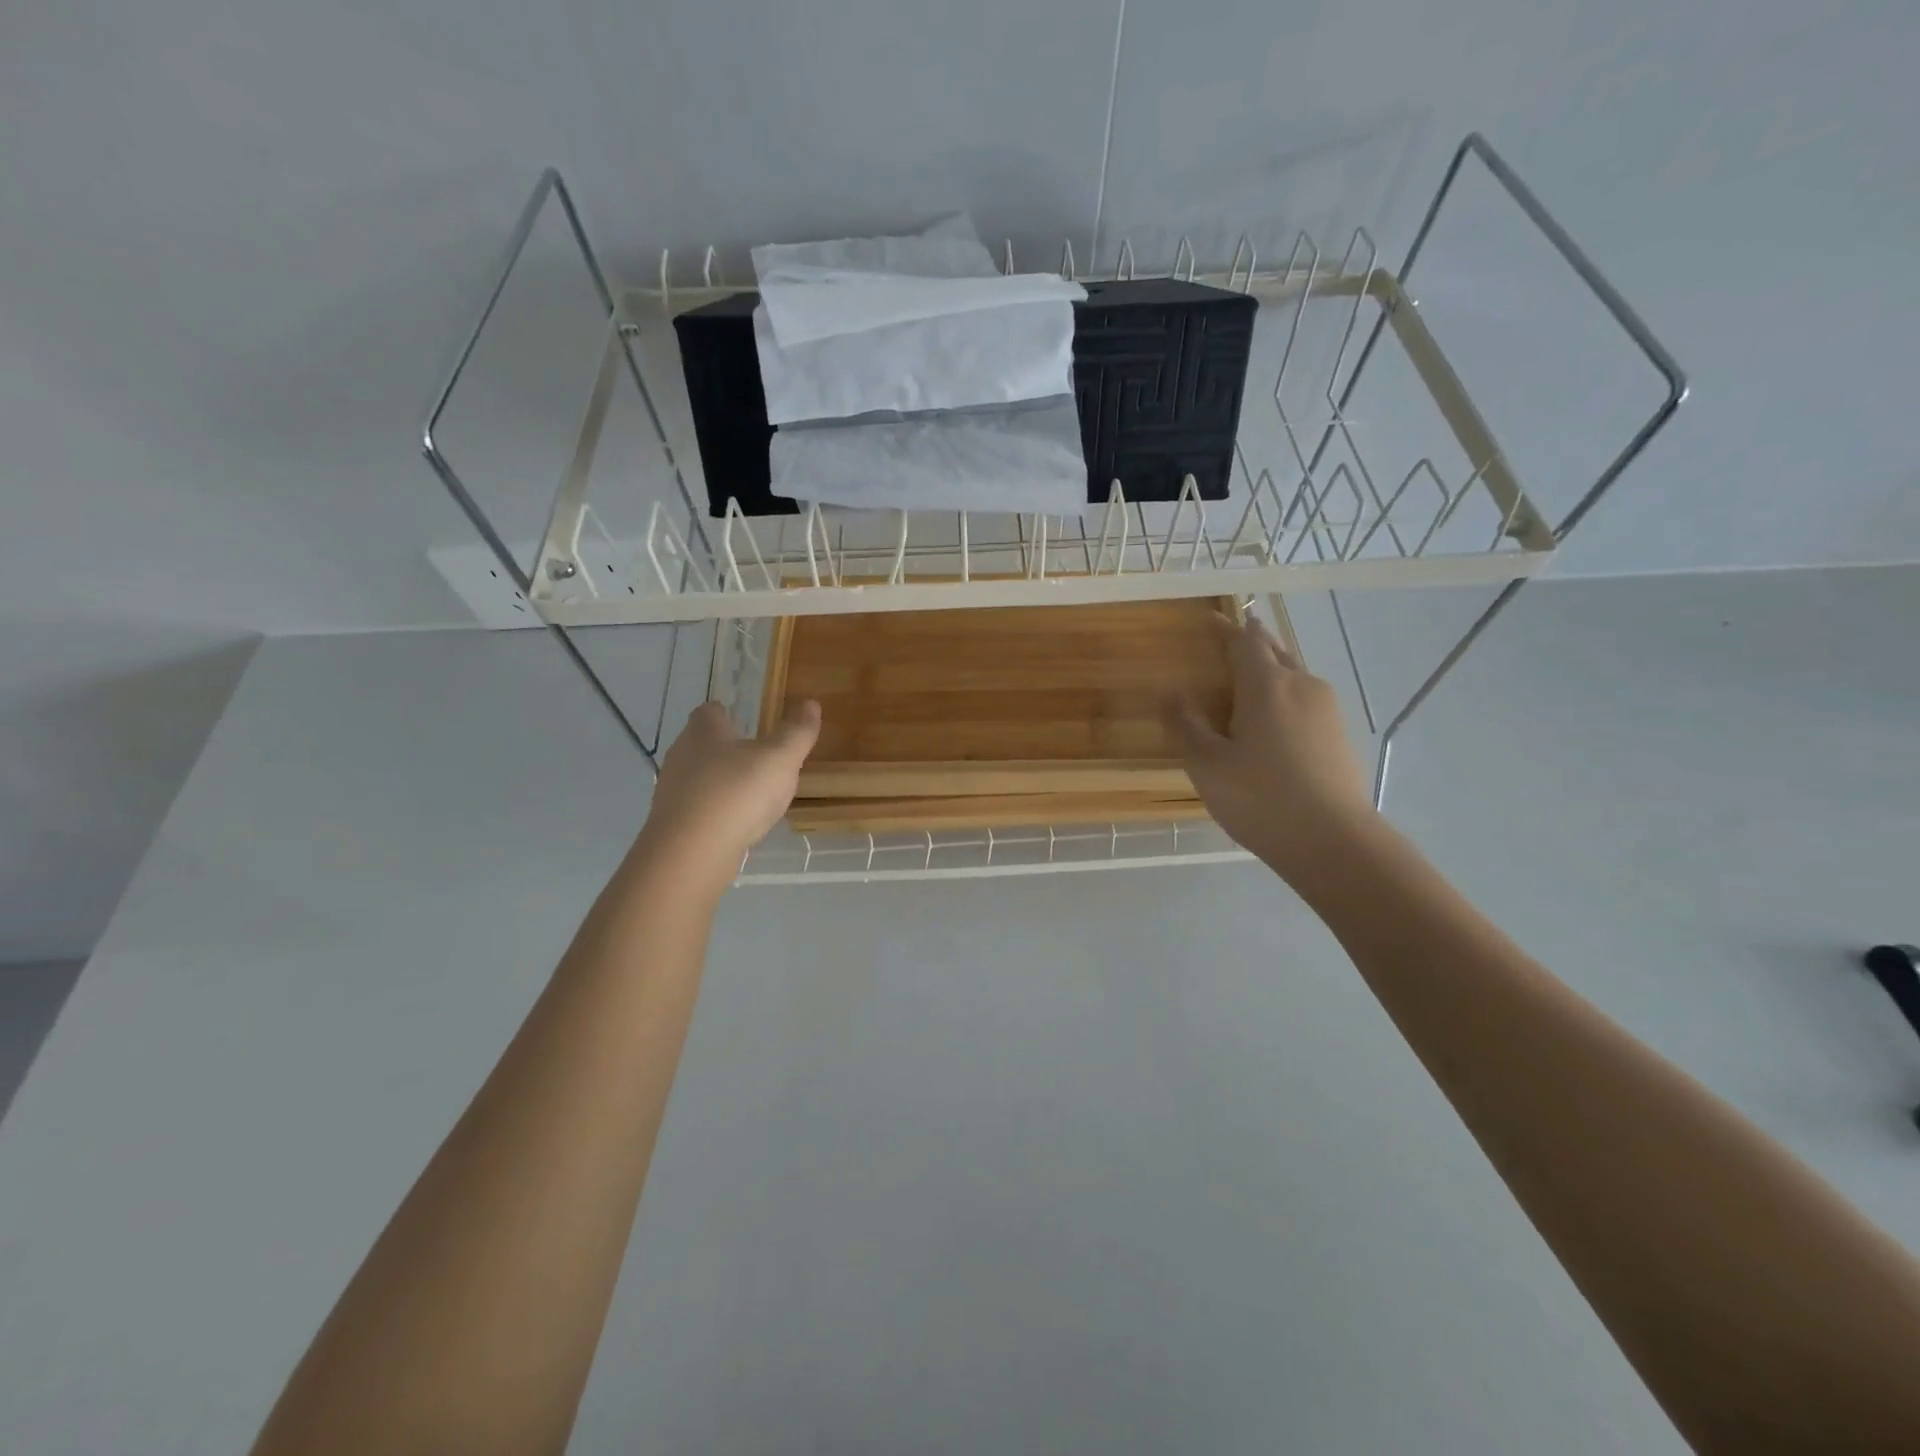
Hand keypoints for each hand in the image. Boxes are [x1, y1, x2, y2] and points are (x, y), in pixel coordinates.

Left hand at [636, 699, 820, 887]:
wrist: (692, 853)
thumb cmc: (737, 793)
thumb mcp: (780, 759)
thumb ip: (796, 732)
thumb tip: (810, 703)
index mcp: (704, 732)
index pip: (709, 711)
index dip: (726, 712)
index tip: (743, 718)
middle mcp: (681, 755)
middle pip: (701, 744)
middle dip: (724, 748)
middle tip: (754, 756)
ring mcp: (672, 792)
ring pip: (697, 778)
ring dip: (719, 781)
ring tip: (749, 792)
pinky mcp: (672, 824)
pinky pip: (697, 809)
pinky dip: (715, 810)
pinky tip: (735, 823)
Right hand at [1166, 613, 1376, 883]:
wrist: (1333, 841)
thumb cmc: (1259, 798)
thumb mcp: (1207, 764)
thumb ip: (1186, 724)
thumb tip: (1170, 691)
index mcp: (1266, 685)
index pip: (1244, 642)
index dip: (1227, 629)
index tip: (1212, 619)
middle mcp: (1301, 685)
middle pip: (1275, 651)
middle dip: (1254, 642)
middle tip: (1235, 637)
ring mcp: (1327, 710)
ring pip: (1294, 675)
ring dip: (1272, 668)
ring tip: (1252, 676)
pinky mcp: (1338, 734)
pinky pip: (1306, 699)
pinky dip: (1285, 694)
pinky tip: (1276, 718)